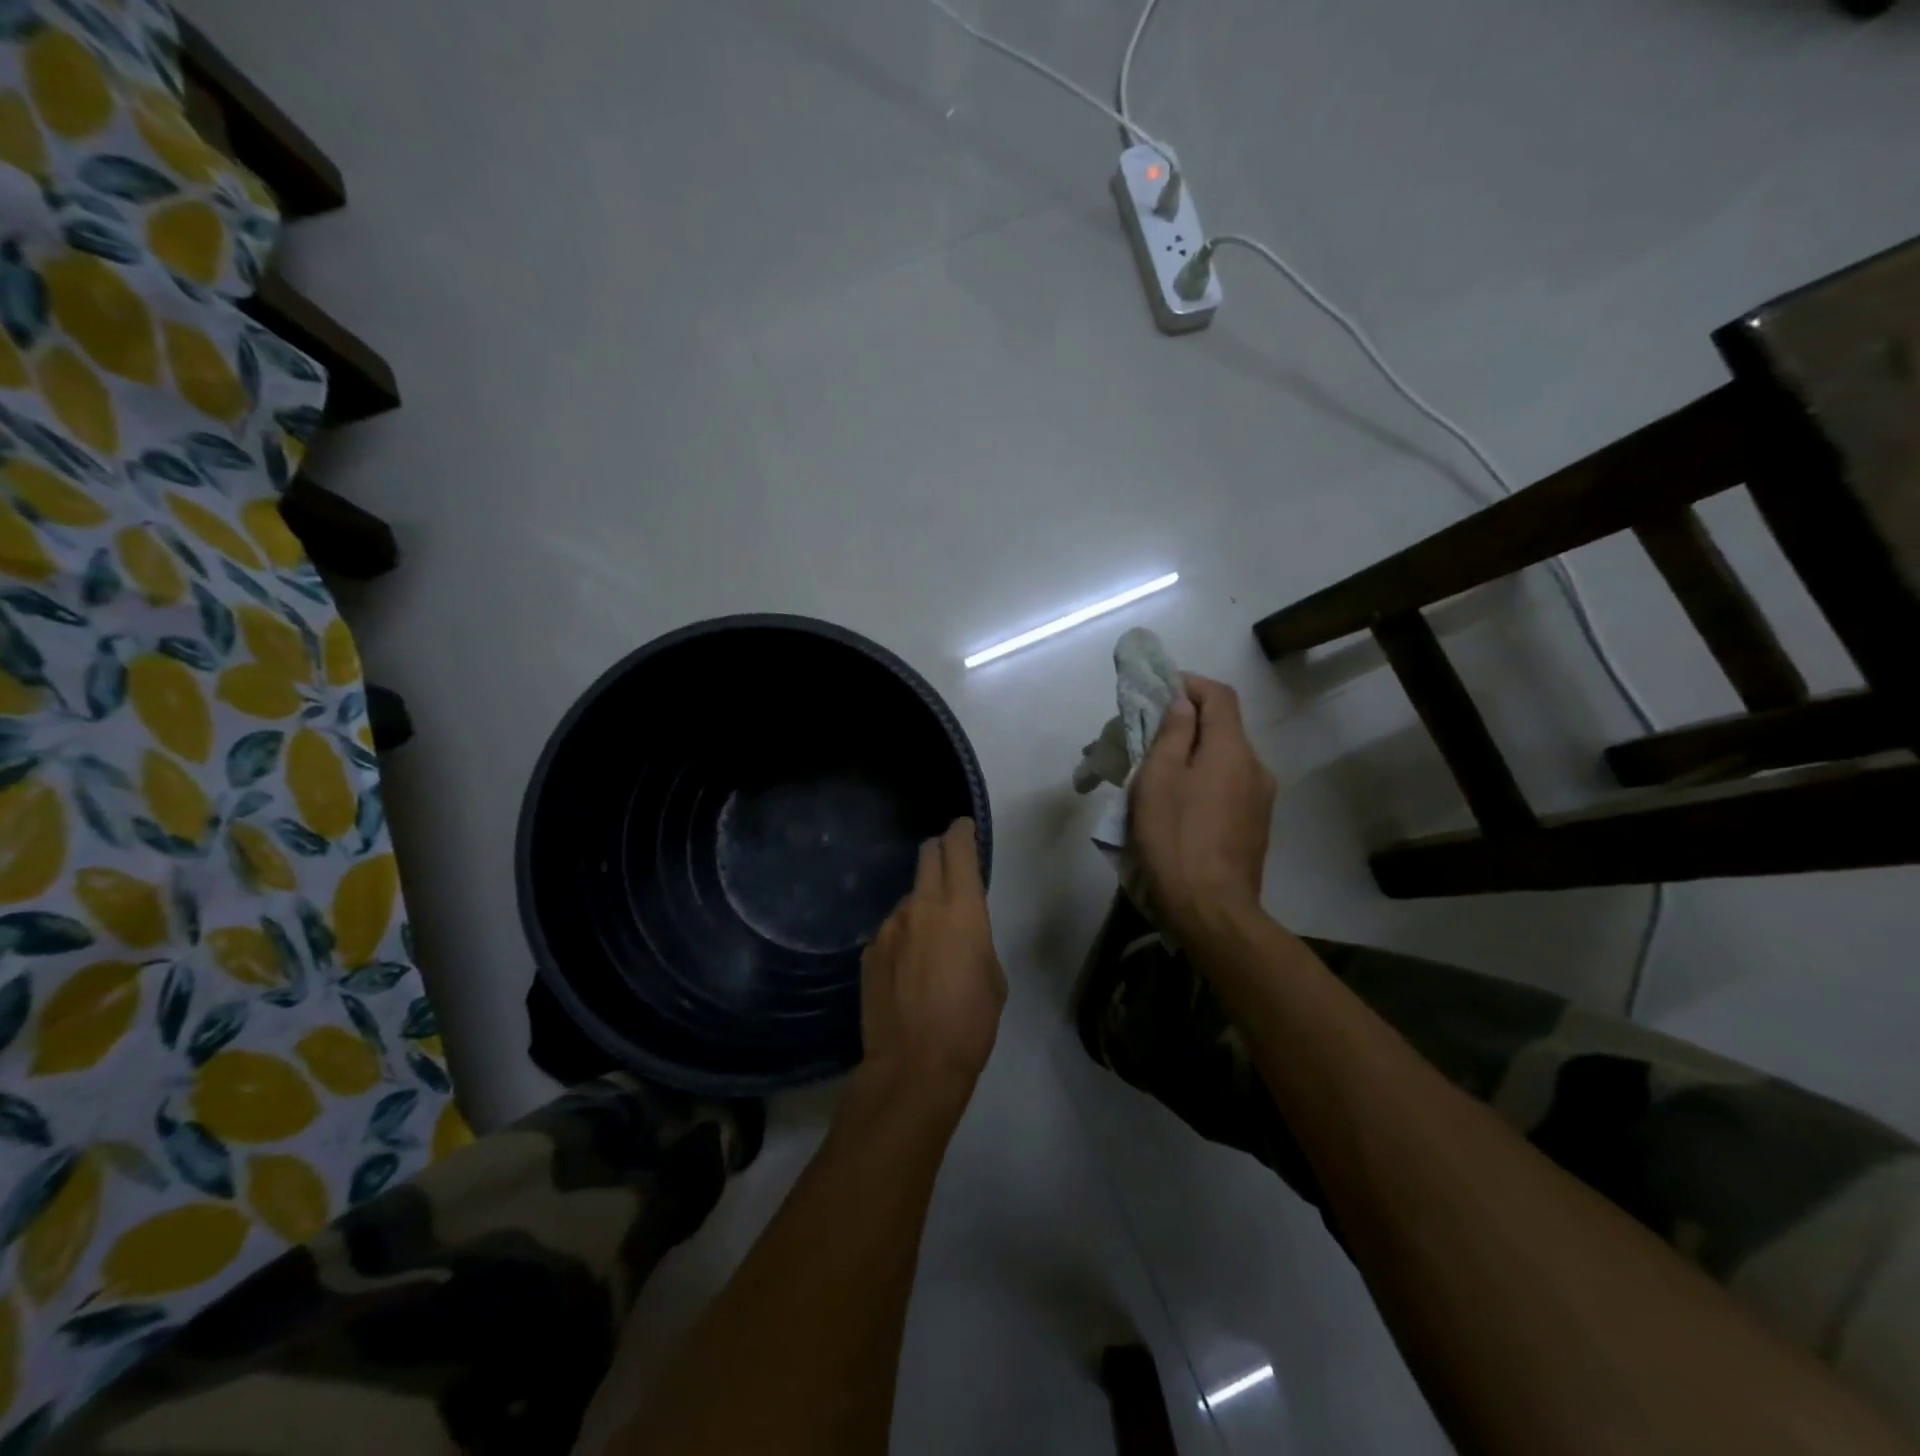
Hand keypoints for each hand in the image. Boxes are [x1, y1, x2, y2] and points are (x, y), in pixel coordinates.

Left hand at [855, 819, 1005, 1116]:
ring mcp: (889, 926)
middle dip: (940, 853)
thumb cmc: (970, 1022)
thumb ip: (975, 938)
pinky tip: (907, 971)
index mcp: (961, 908)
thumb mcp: (993, 976)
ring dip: (921, 905)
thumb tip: (959, 931)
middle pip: (927, 855)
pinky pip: (891, 929)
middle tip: (951, 868)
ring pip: (908, 897)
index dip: (962, 832)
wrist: (914, 1065)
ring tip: (929, 945)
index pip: (958, 848)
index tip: (965, 828)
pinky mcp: (868, 950)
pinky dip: (903, 936)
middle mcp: (920, 905)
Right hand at [1127, 674, 1276, 941]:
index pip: (1219, 695)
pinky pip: (1229, 786)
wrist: (1212, 910)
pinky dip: (1204, 780)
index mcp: (1232, 750)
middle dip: (1187, 722)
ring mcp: (1260, 799)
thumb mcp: (1158, 780)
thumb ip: (1172, 734)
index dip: (1190, 684)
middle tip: (1149, 736)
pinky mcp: (1256, 826)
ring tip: (1159, 774)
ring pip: (1225, 760)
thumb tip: (1182, 703)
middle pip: (1224, 728)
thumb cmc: (1175, 838)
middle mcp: (1255, 767)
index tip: (1159, 690)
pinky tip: (1180, 805)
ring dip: (1194, 755)